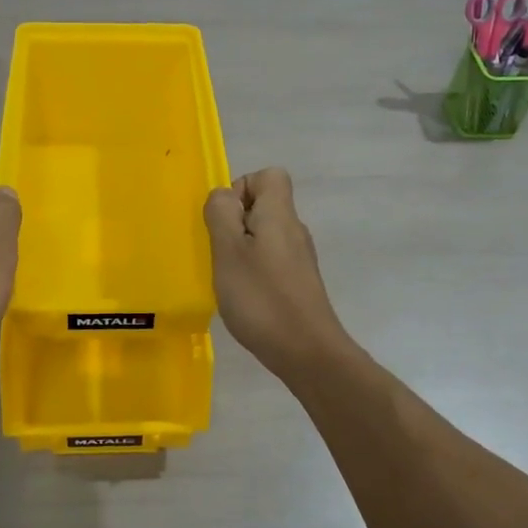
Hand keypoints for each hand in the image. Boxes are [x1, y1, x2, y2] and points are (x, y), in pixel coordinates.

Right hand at [204, 168, 353, 378]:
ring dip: (242, 249)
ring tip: (229, 277)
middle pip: (265, 205)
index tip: (225, 220)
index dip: (242, 188)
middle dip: (235, 222)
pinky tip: (244, 297)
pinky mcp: (299, 283)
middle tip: (220, 252)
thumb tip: (223, 196)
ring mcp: (299, 258)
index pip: (269, 175)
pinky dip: (254, 271)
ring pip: (265, 235)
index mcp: (280, 215)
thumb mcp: (228, 252)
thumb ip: (221, 215)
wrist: (308, 352)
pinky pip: (271, 260)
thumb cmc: (262, 298)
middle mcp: (294, 230)